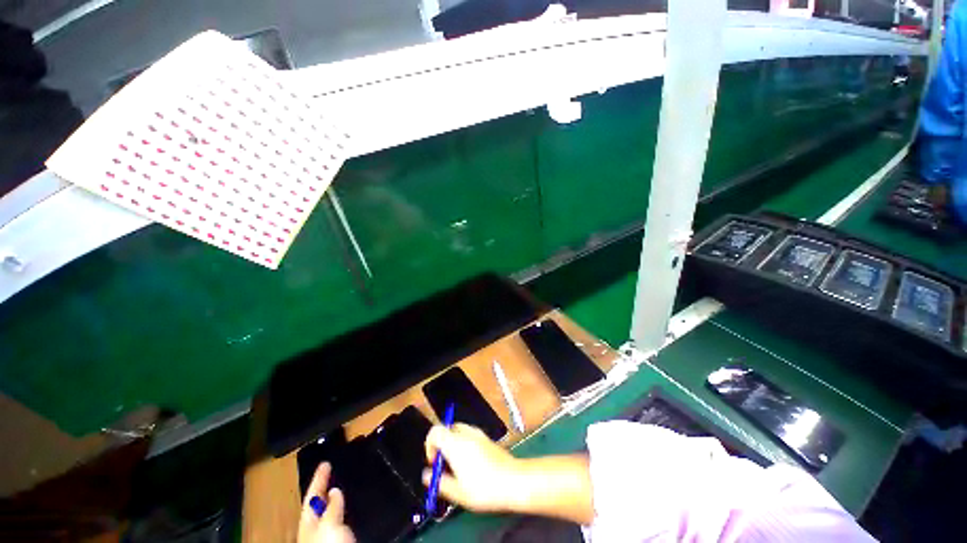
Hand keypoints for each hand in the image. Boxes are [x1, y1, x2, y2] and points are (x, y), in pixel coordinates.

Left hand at [298, 462, 354, 542]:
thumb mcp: (329, 526)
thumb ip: (332, 508)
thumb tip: (334, 490)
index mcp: (309, 524)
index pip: (312, 497)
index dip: (318, 479)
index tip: (326, 462)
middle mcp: (317, 530)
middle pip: (318, 506)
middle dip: (324, 489)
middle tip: (333, 471)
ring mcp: (329, 537)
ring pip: (330, 514)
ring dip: (335, 499)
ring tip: (343, 485)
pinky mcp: (342, 542)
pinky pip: (342, 521)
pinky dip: (346, 510)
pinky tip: (353, 507)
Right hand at [422, 423, 522, 511]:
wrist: (513, 481)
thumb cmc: (485, 488)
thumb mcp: (457, 492)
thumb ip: (439, 482)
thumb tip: (427, 476)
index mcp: (455, 444)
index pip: (435, 431)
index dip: (429, 445)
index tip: (433, 461)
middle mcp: (467, 434)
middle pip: (447, 429)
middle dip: (442, 445)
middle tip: (444, 464)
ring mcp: (479, 434)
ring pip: (459, 431)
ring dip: (454, 444)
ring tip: (458, 466)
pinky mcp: (488, 439)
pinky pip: (471, 436)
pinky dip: (466, 445)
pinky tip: (471, 464)